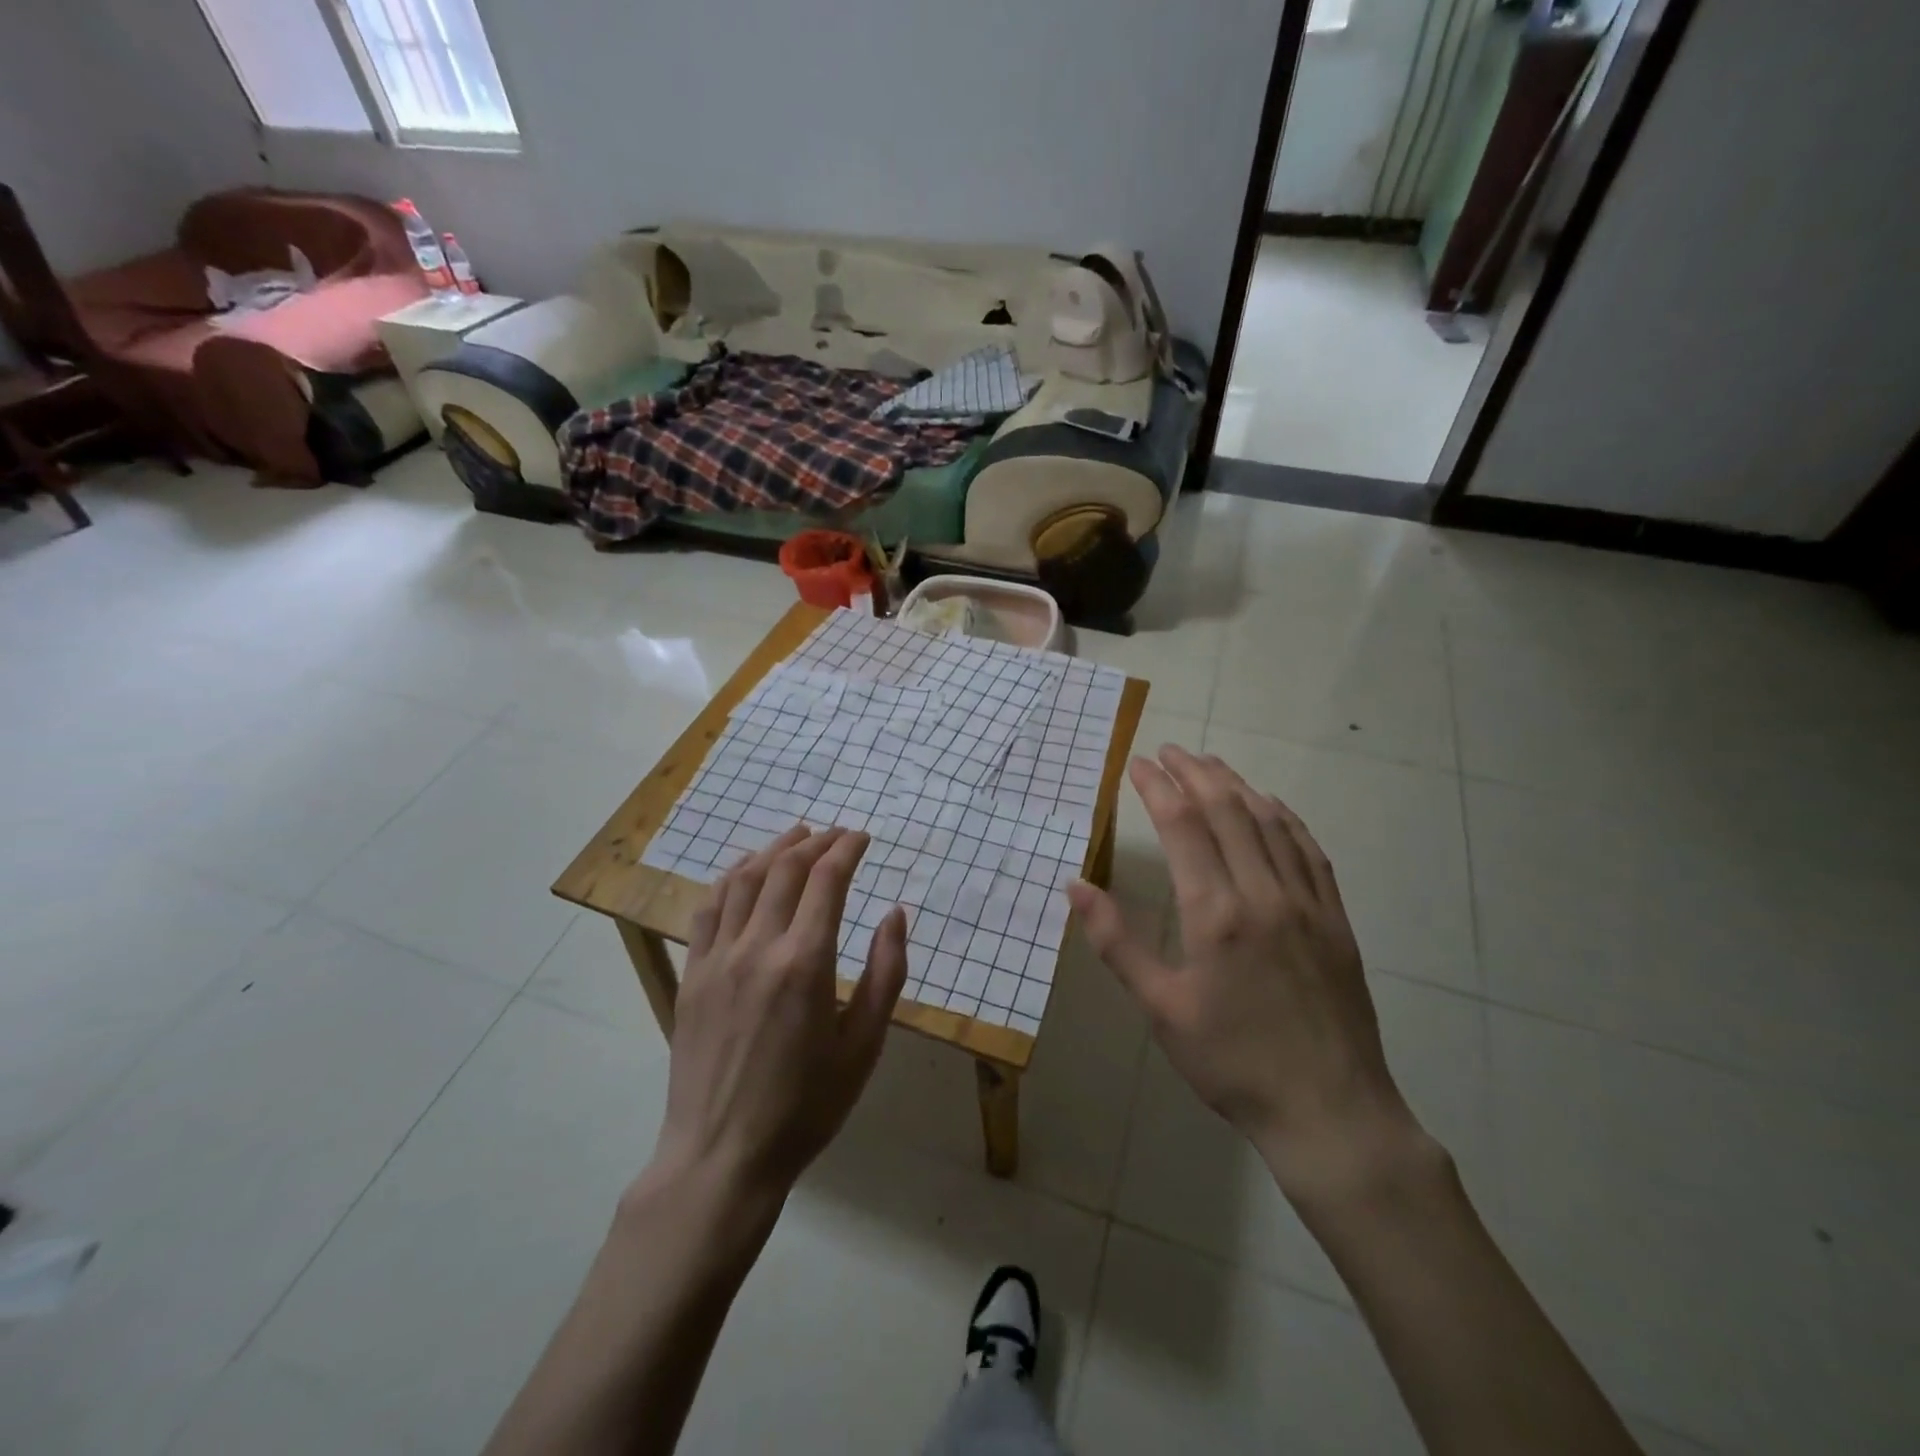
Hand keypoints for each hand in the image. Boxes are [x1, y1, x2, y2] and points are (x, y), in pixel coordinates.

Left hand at [653, 825, 908, 1198]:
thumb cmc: (806, 1106)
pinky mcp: (693, 974)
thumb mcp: (863, 1046)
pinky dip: (731, 876)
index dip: (847, 849)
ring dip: (774, 850)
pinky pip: (710, 907)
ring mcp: (718, 958)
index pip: (827, 880)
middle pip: (786, 869)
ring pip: (745, 879)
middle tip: (838, 834)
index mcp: (805, 963)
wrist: (721, 1156)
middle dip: (816, 842)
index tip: (862, 837)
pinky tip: (745, 869)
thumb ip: (885, 974)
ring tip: (797, 836)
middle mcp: (758, 947)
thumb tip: (894, 915)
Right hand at [1067, 747, 1426, 1203]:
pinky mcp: (1335, 918)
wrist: (1329, 1111)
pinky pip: (1309, 849)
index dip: (1158, 787)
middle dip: (1194, 772)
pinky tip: (1270, 806)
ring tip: (1210, 765)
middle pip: (1227, 810)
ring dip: (1236, 785)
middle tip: (1168, 751)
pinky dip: (1284, 816)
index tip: (1137, 763)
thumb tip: (1075, 885)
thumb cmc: (1231, 1062)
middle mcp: (1263, 893)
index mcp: (1216, 913)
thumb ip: (1116, 941)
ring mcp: (1307, 902)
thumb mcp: (1161, 1009)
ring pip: (1270, 821)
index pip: (1183, 825)